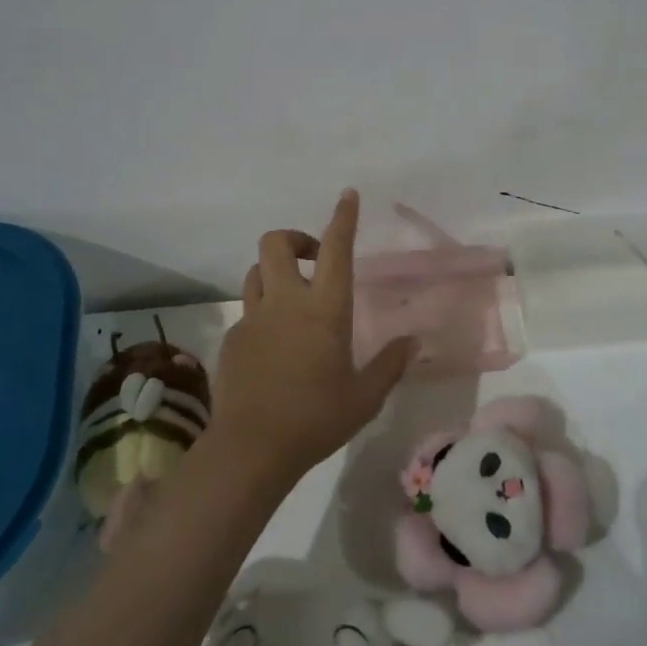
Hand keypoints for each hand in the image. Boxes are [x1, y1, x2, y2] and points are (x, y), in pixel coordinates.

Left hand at [207, 190, 417, 483]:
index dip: (343, 218)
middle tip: (315, 260)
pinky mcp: (233, 339)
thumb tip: (413, 342)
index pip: (337, 250)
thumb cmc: (316, 419)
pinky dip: (263, 313)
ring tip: (293, 299)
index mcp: (325, 310)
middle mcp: (286, 302)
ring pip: (256, 271)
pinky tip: (274, 347)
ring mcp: (254, 319)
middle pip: (276, 243)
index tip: (347, 195)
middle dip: (295, 238)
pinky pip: (247, 311)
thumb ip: (390, 365)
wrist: (251, 449)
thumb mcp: (365, 397)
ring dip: (275, 272)